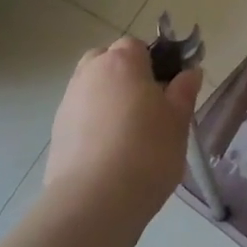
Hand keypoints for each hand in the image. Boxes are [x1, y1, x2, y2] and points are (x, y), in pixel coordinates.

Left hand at [43, 37, 203, 224]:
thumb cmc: (147, 151)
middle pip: (108, 61)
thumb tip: (190, 72)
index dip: (154, 62)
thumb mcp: (178, 121)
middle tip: (149, 106)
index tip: (170, 88)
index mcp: (122, 62)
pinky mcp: (56, 131)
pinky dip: (95, 123)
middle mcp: (89, 73)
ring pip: (93, 88)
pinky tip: (111, 151)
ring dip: (109, 99)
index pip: (136, 45)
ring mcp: (68, 102)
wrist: (94, 201)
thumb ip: (184, 92)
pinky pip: (81, 114)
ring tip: (131, 133)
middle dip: (126, 75)